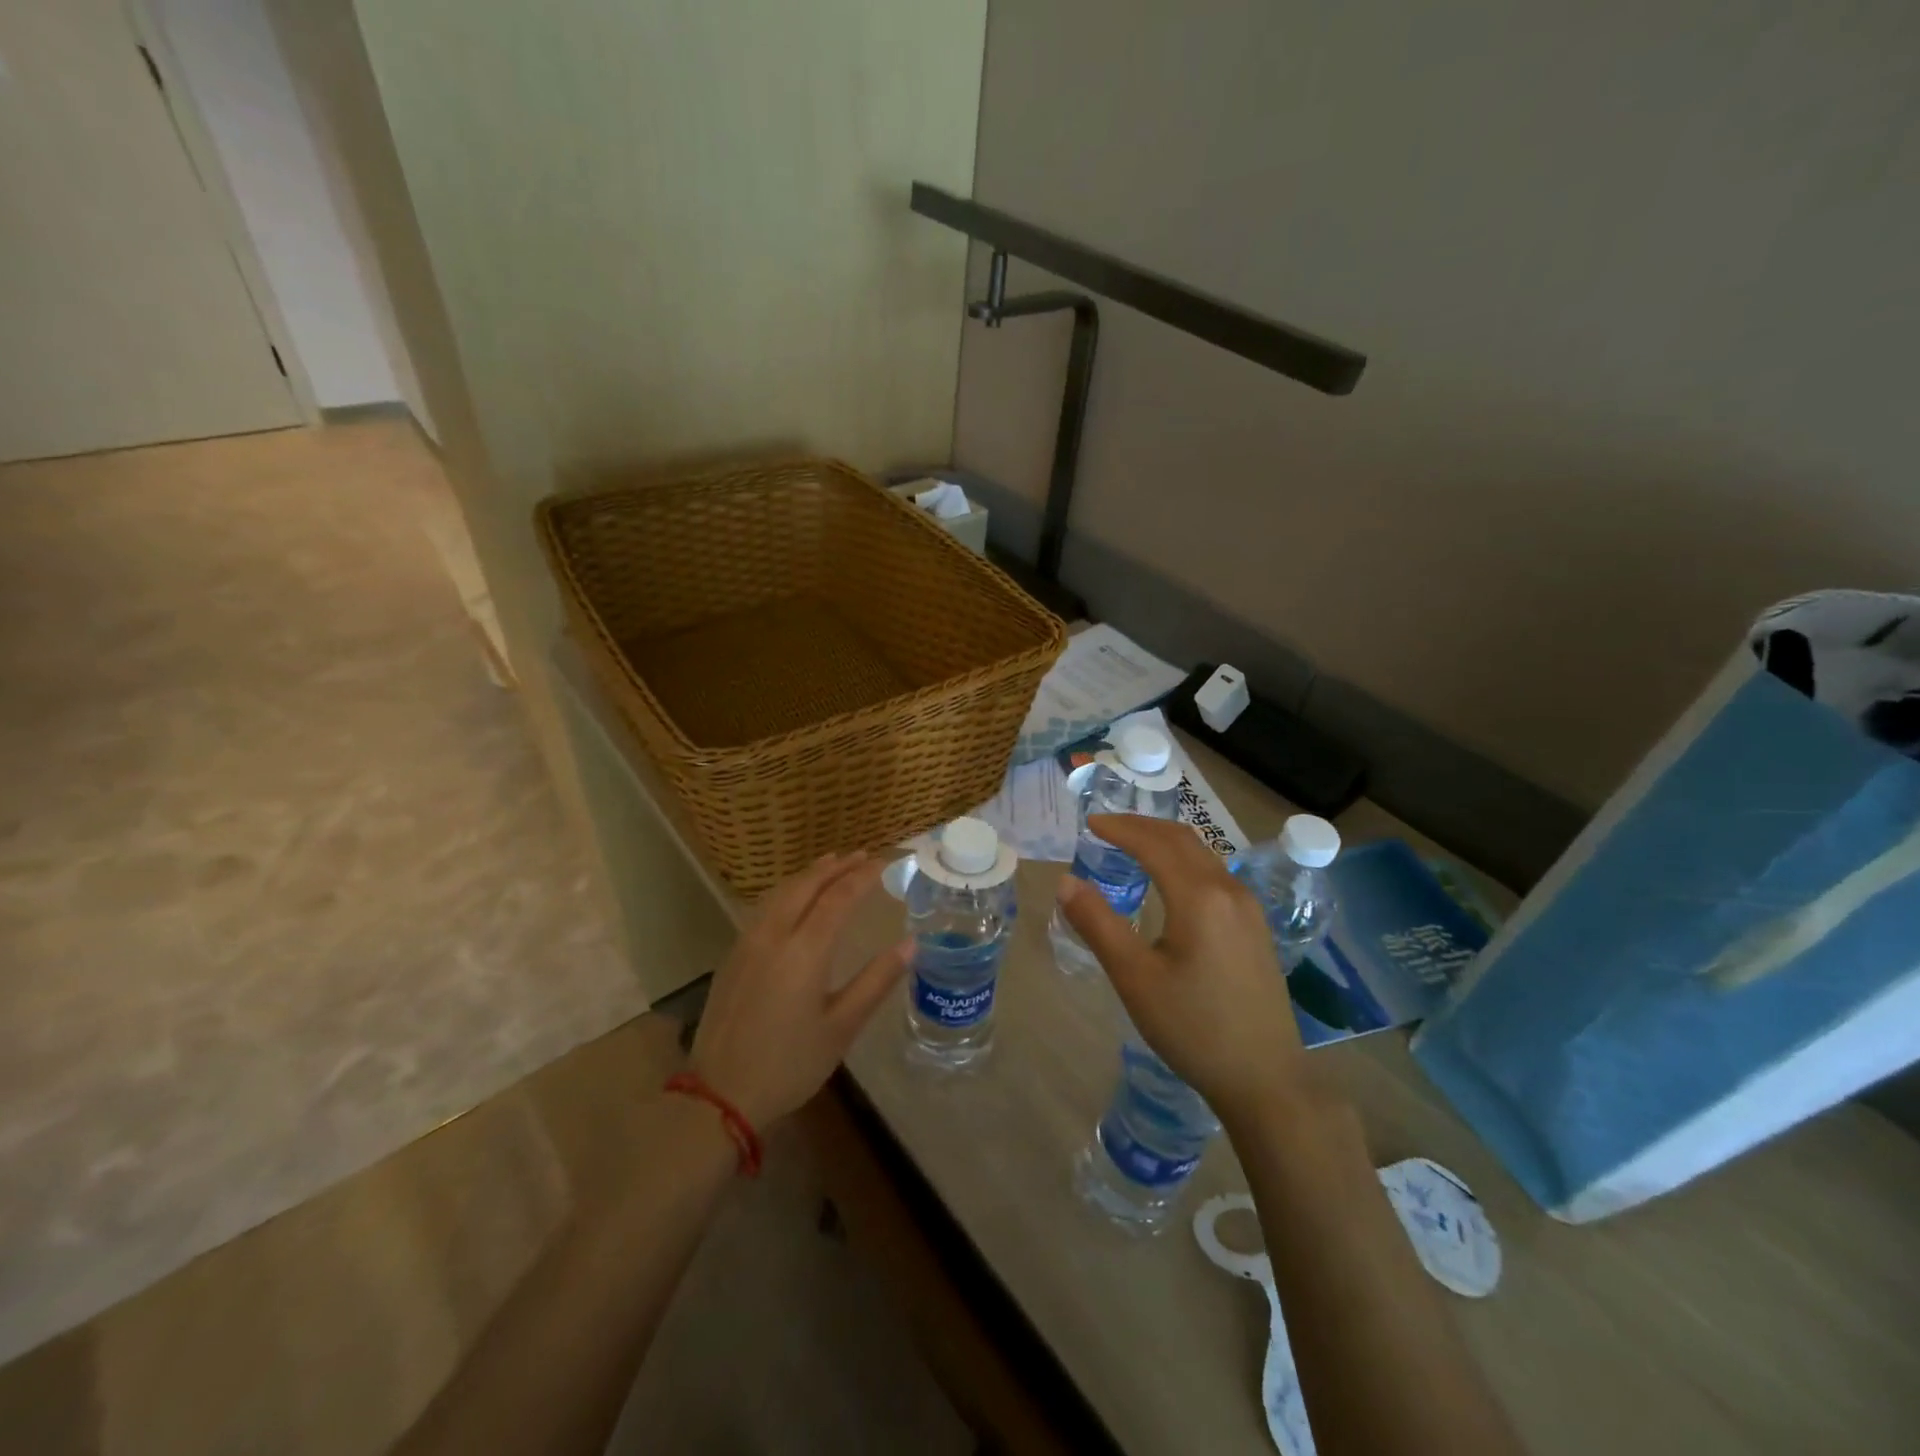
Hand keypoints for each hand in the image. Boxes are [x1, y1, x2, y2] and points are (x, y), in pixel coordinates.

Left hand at [690, 853, 909, 1128]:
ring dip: (810, 874)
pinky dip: (788, 890)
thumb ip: (876, 981)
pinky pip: (765, 907)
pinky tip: (796, 897)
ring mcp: (747, 943)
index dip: (863, 876)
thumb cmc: (789, 1064)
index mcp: (804, 951)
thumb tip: (911, 944)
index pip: (838, 897)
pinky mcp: (733, 955)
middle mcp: (774, 935)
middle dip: (836, 866)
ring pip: (781, 892)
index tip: (884, 861)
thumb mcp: (842, 1027)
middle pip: (807, 885)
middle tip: (863, 855)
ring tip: (832, 864)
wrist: (719, 1094)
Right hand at [1056, 815, 1307, 1124]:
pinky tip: (1170, 881)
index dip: (1119, 828)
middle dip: (1142, 826)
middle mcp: (1229, 890)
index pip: (1154, 844)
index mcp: (1199, 896)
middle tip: (1106, 826)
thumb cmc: (1193, 1027)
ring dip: (1165, 841)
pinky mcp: (1255, 927)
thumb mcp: (1135, 978)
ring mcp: (1248, 908)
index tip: (1089, 822)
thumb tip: (1066, 882)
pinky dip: (1184, 861)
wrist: (1266, 1078)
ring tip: (1132, 845)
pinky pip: (1215, 874)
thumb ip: (1098, 924)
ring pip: (1202, 855)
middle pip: (1182, 839)